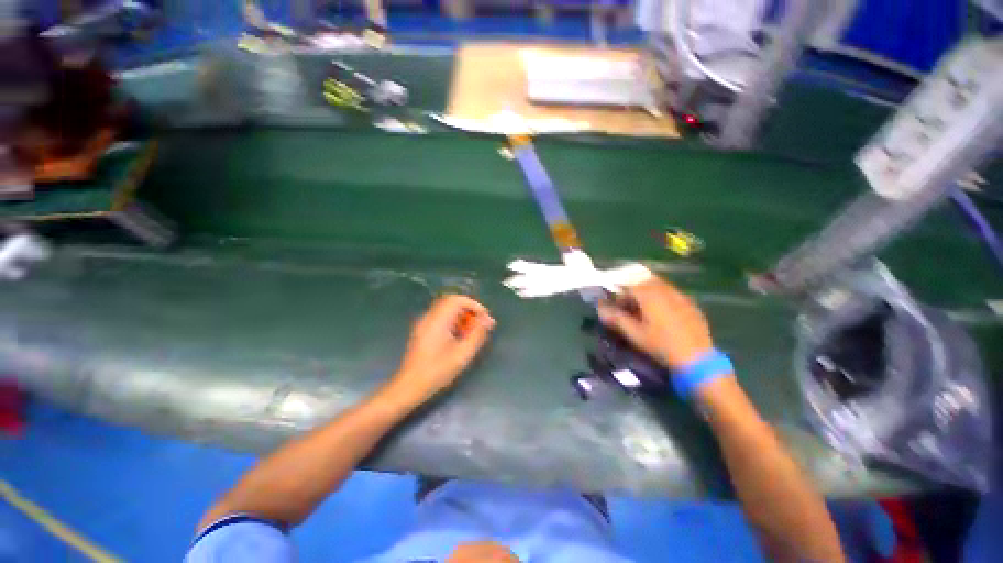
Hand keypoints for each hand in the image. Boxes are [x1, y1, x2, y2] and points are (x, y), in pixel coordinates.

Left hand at [389, 295, 494, 404]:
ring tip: (471, 333)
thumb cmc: (436, 372)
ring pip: (446, 310)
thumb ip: (477, 335)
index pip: (457, 300)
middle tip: (479, 325)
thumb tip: (488, 320)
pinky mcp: (423, 331)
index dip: (474, 305)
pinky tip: (459, 338)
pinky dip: (453, 322)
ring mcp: (424, 324)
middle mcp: (429, 317)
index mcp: (437, 320)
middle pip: (451, 303)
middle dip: (469, 311)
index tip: (484, 318)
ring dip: (462, 317)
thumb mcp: (462, 354)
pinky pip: (441, 318)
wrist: (409, 387)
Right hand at [597, 277, 713, 370]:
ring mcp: (681, 297)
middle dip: (634, 291)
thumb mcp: (634, 334)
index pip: (629, 286)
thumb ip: (616, 318)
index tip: (617, 307)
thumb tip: (600, 308)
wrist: (697, 359)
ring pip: (660, 286)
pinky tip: (663, 316)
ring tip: (645, 312)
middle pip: (645, 282)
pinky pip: (672, 295)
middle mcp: (666, 291)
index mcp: (650, 295)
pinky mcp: (691, 305)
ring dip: (648, 294)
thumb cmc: (661, 345)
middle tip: (630, 307)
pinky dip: (662, 299)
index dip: (620, 295)